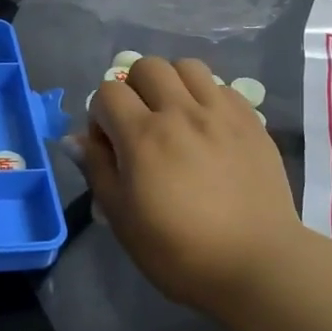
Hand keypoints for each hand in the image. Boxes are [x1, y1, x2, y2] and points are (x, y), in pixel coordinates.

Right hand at [80, 57, 308, 314]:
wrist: (255, 263)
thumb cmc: (179, 251)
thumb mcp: (122, 219)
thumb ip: (98, 170)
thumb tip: (75, 140)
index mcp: (143, 136)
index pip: (108, 91)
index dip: (100, 115)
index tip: (109, 146)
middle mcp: (181, 112)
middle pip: (148, 66)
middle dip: (134, 89)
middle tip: (141, 125)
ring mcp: (221, 113)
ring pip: (187, 66)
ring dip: (172, 84)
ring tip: (176, 117)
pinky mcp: (252, 121)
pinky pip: (222, 86)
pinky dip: (207, 97)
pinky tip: (208, 128)